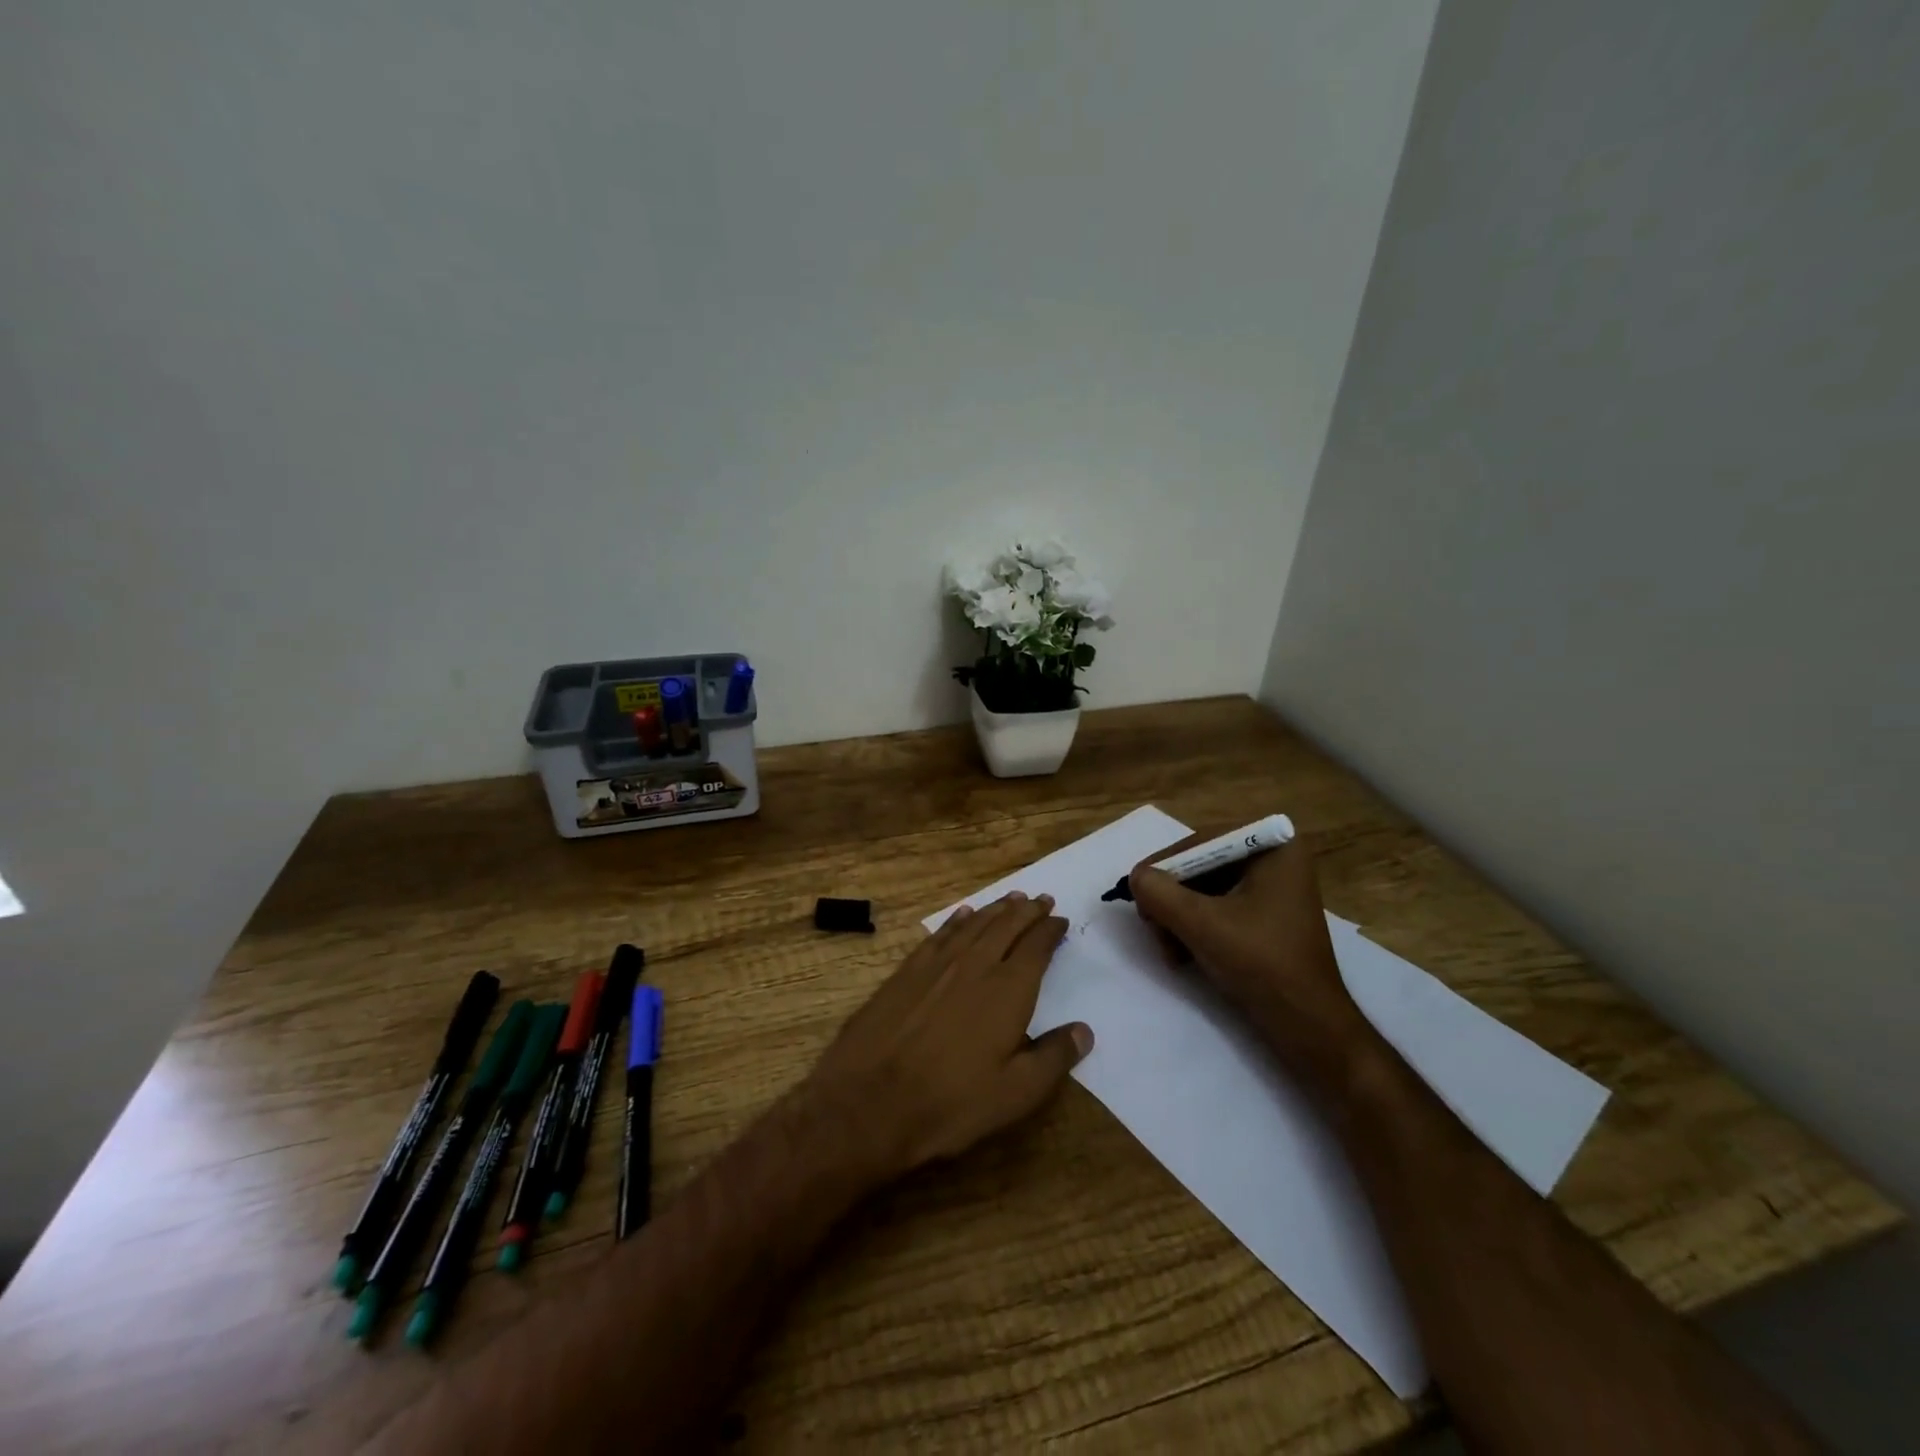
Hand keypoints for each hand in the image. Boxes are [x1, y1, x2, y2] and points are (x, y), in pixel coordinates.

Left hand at [800, 892, 1092, 1180]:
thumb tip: (1084, 1031)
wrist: (869, 1101)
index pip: (1036, 948)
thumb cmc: (951, 1102)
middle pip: (1006, 925)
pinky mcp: (907, 970)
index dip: (1050, 931)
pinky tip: (963, 914)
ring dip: (996, 909)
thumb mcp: (1015, 1093)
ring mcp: (937, 964)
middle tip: (1041, 898)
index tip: (1060, 920)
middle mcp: (975, 964)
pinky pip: (940, 933)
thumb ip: (1054, 1058)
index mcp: (1008, 989)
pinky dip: (957, 920)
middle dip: (1027, 910)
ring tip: (1011, 898)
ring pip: (974, 924)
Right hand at [1130, 834, 1374, 1097]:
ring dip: (1177, 917)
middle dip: (1172, 897)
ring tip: (1167, 949)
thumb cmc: (1262, 964)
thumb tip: (1136, 877)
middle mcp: (1275, 859)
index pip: (1203, 841)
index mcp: (1274, 847)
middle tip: (1151, 924)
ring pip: (1204, 889)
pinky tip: (1182, 954)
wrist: (1308, 1026)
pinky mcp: (1264, 917)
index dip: (1165, 865)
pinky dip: (1194, 927)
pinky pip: (1217, 908)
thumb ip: (1160, 893)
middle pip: (1201, 864)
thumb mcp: (1201, 924)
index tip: (1137, 890)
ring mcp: (1271, 889)